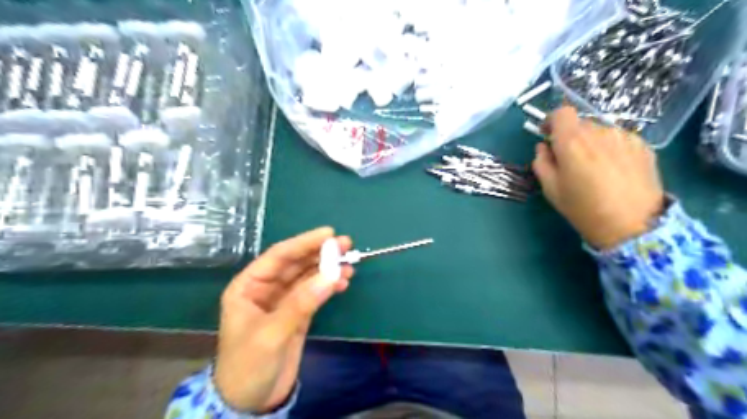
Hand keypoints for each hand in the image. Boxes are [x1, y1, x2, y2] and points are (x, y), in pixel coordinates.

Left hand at [215, 226, 352, 411]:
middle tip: (346, 244)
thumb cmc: (249, 365)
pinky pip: (315, 293)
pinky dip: (329, 286)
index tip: (329, 234)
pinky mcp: (297, 313)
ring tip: (350, 264)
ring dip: (328, 269)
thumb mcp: (272, 333)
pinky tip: (343, 282)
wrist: (251, 401)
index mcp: (249, 286)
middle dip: (320, 253)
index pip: (279, 256)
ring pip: (308, 277)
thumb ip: (301, 303)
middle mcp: (266, 288)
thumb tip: (331, 275)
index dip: (304, 243)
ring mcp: (284, 300)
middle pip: (296, 263)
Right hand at [531, 108, 664, 249]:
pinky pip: (619, 139)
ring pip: (600, 131)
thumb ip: (541, 162)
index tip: (548, 135)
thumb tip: (544, 147)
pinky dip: (611, 149)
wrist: (632, 225)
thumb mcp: (551, 189)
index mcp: (572, 142)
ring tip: (595, 168)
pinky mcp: (643, 145)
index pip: (561, 113)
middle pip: (580, 124)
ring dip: (592, 143)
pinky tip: (614, 170)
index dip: (551, 121)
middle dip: (571, 137)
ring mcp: (624, 137)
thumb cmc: (583, 208)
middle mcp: (599, 132)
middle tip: (571, 160)